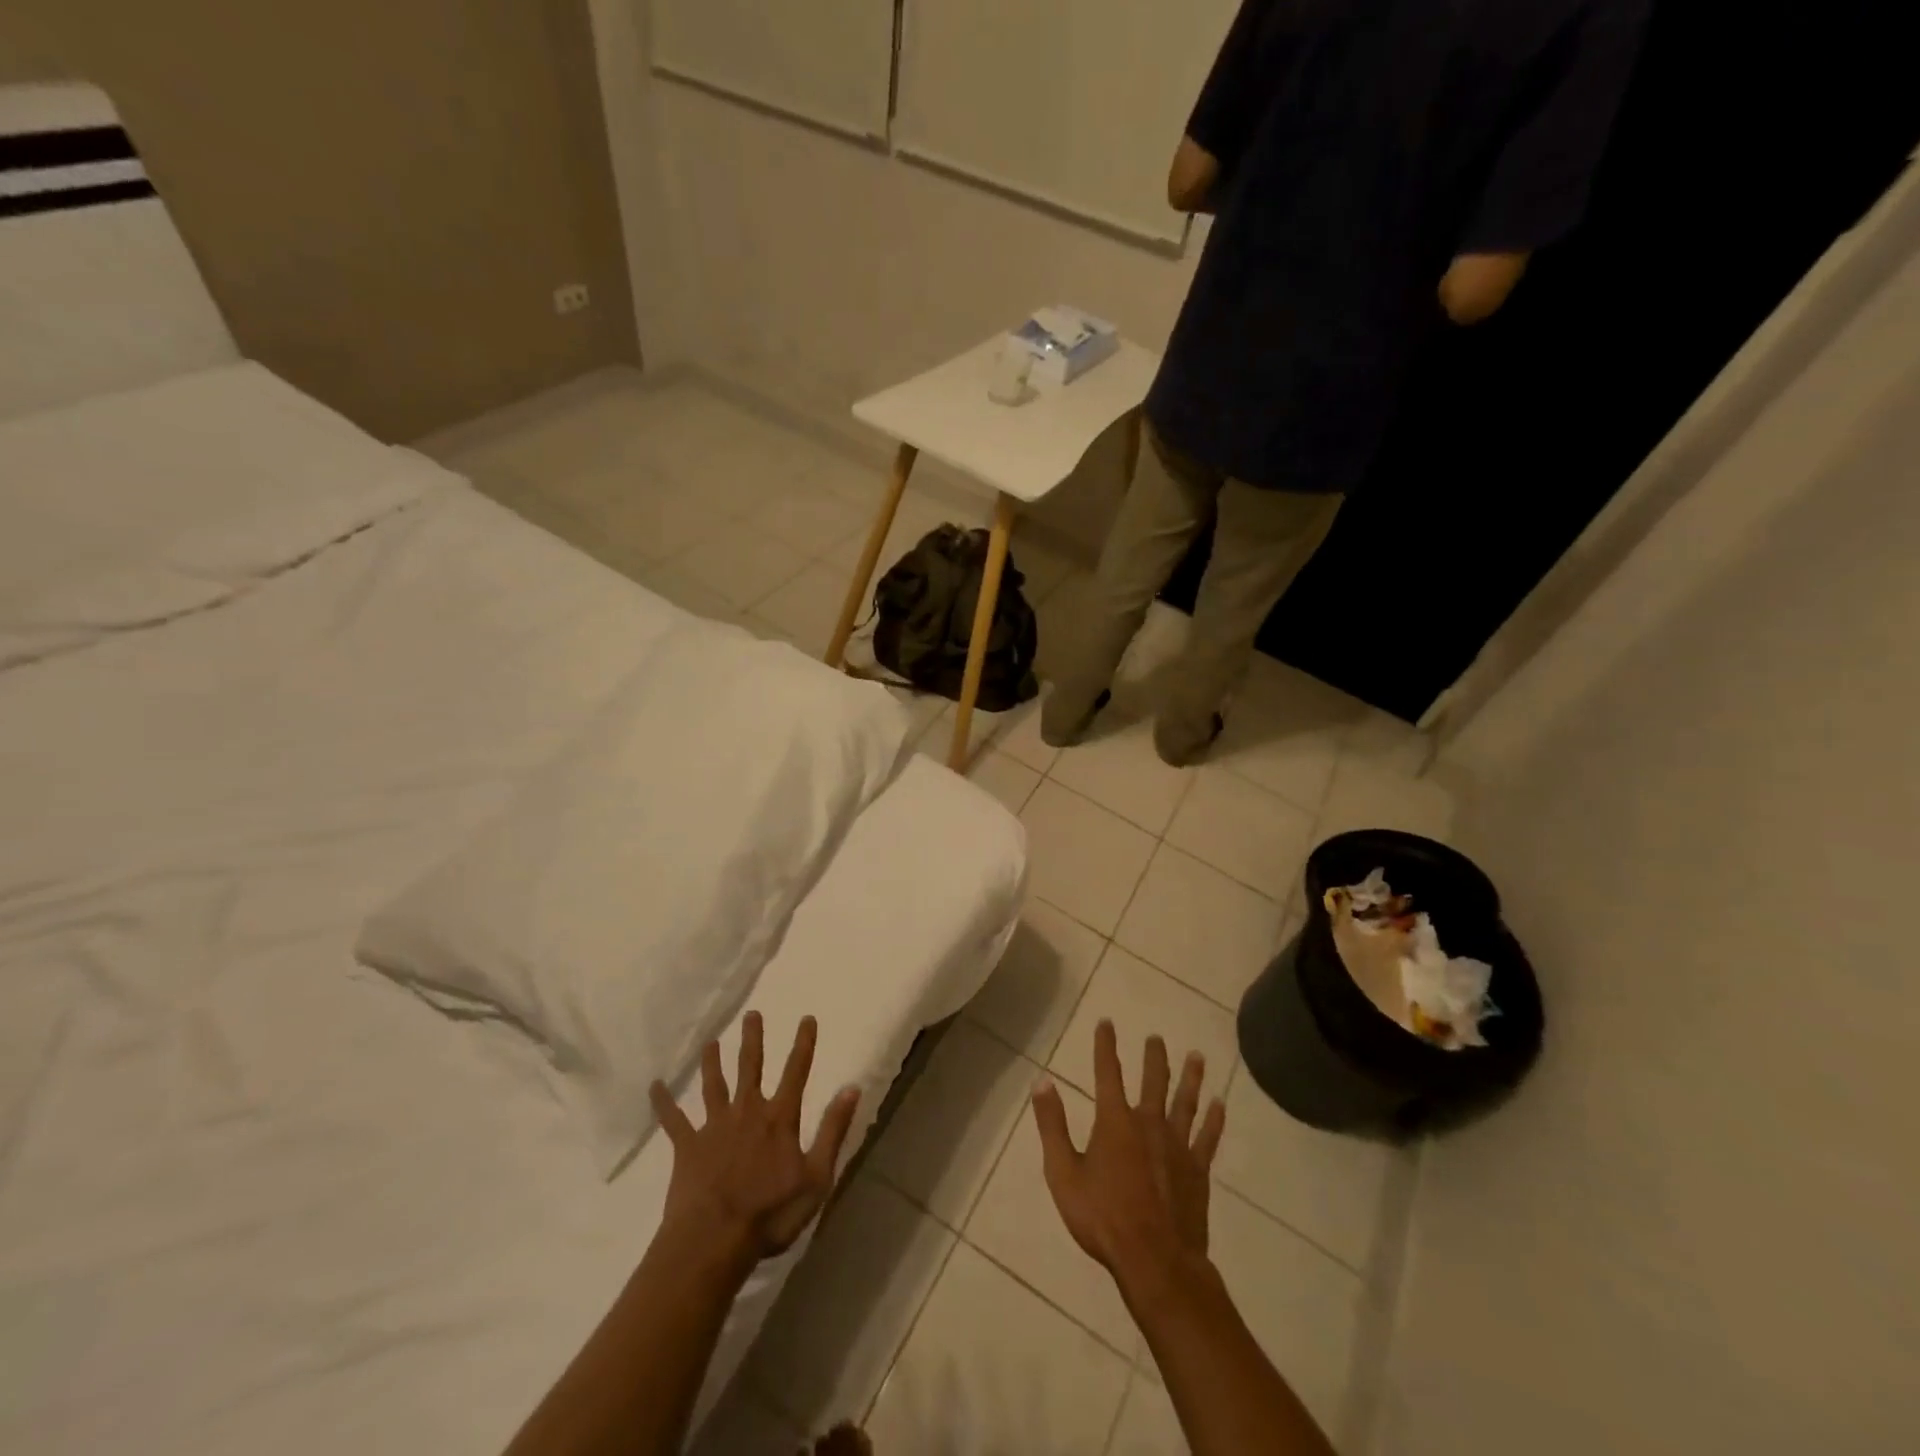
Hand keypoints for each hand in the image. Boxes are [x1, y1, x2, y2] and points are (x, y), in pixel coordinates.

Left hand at [649, 1012, 860, 1265]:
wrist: (714, 1240)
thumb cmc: (771, 1213)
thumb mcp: (817, 1177)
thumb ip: (833, 1130)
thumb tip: (852, 1087)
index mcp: (779, 1118)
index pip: (796, 1072)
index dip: (803, 1044)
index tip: (806, 1018)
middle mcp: (747, 1112)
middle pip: (751, 1067)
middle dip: (753, 1039)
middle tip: (751, 1014)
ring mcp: (715, 1127)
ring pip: (714, 1085)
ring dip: (713, 1062)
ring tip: (710, 1041)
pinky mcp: (687, 1147)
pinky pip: (674, 1120)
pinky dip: (664, 1103)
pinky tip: (654, 1086)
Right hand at [1031, 1021, 1226, 1274]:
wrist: (1155, 1261)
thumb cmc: (1103, 1218)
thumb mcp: (1063, 1173)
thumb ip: (1053, 1126)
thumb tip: (1042, 1082)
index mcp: (1115, 1122)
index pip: (1108, 1073)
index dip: (1106, 1046)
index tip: (1107, 1022)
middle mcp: (1148, 1123)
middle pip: (1153, 1081)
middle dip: (1153, 1057)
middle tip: (1156, 1037)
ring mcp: (1177, 1146)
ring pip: (1185, 1102)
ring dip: (1190, 1078)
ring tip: (1197, 1056)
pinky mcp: (1197, 1170)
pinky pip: (1207, 1138)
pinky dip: (1214, 1119)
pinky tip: (1220, 1104)